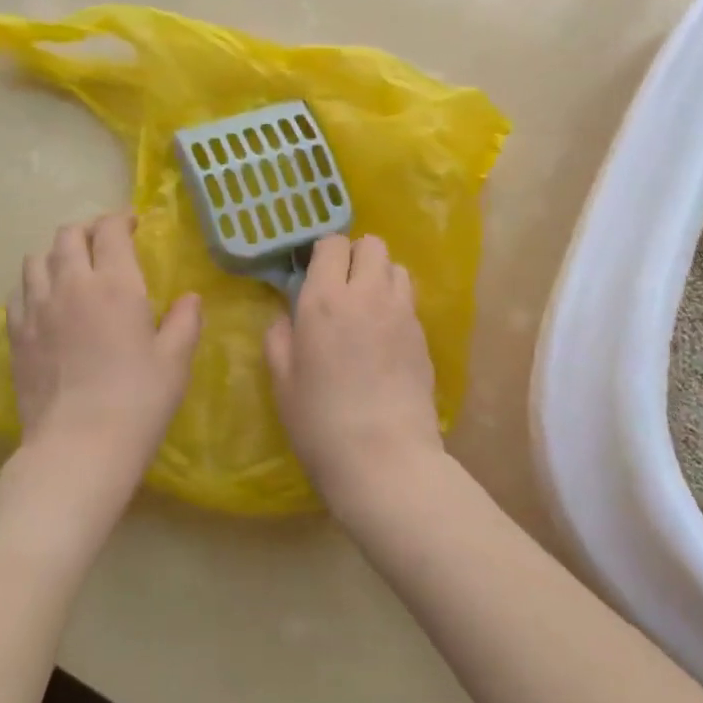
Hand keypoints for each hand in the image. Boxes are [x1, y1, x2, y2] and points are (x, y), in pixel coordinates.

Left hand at [0, 213, 200, 536]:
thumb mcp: (175, 361)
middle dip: (88, 230)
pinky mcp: (16, 334)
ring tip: (72, 268)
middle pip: (68, 235)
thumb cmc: (138, 401)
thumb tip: (190, 298)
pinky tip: (46, 301)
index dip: (121, 219)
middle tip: (104, 243)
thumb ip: (185, 321)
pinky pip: (19, 291)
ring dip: (57, 254)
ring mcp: (37, 308)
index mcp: (116, 284)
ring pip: (37, 258)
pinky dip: (34, 284)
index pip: (110, 230)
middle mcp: (72, 284)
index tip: (132, 225)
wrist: (78, 446)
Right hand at [264, 235, 443, 518]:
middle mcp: (367, 295)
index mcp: (324, 300)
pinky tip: (384, 337)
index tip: (314, 273)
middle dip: (356, 255)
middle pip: (372, 244)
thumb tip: (287, 317)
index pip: (332, 244)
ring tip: (366, 307)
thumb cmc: (320, 421)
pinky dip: (395, 304)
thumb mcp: (282, 380)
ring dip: (379, 276)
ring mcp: (401, 313)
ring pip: (396, 268)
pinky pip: (409, 301)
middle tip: (341, 286)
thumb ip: (279, 337)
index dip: (323, 253)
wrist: (383, 458)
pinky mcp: (423, 336)